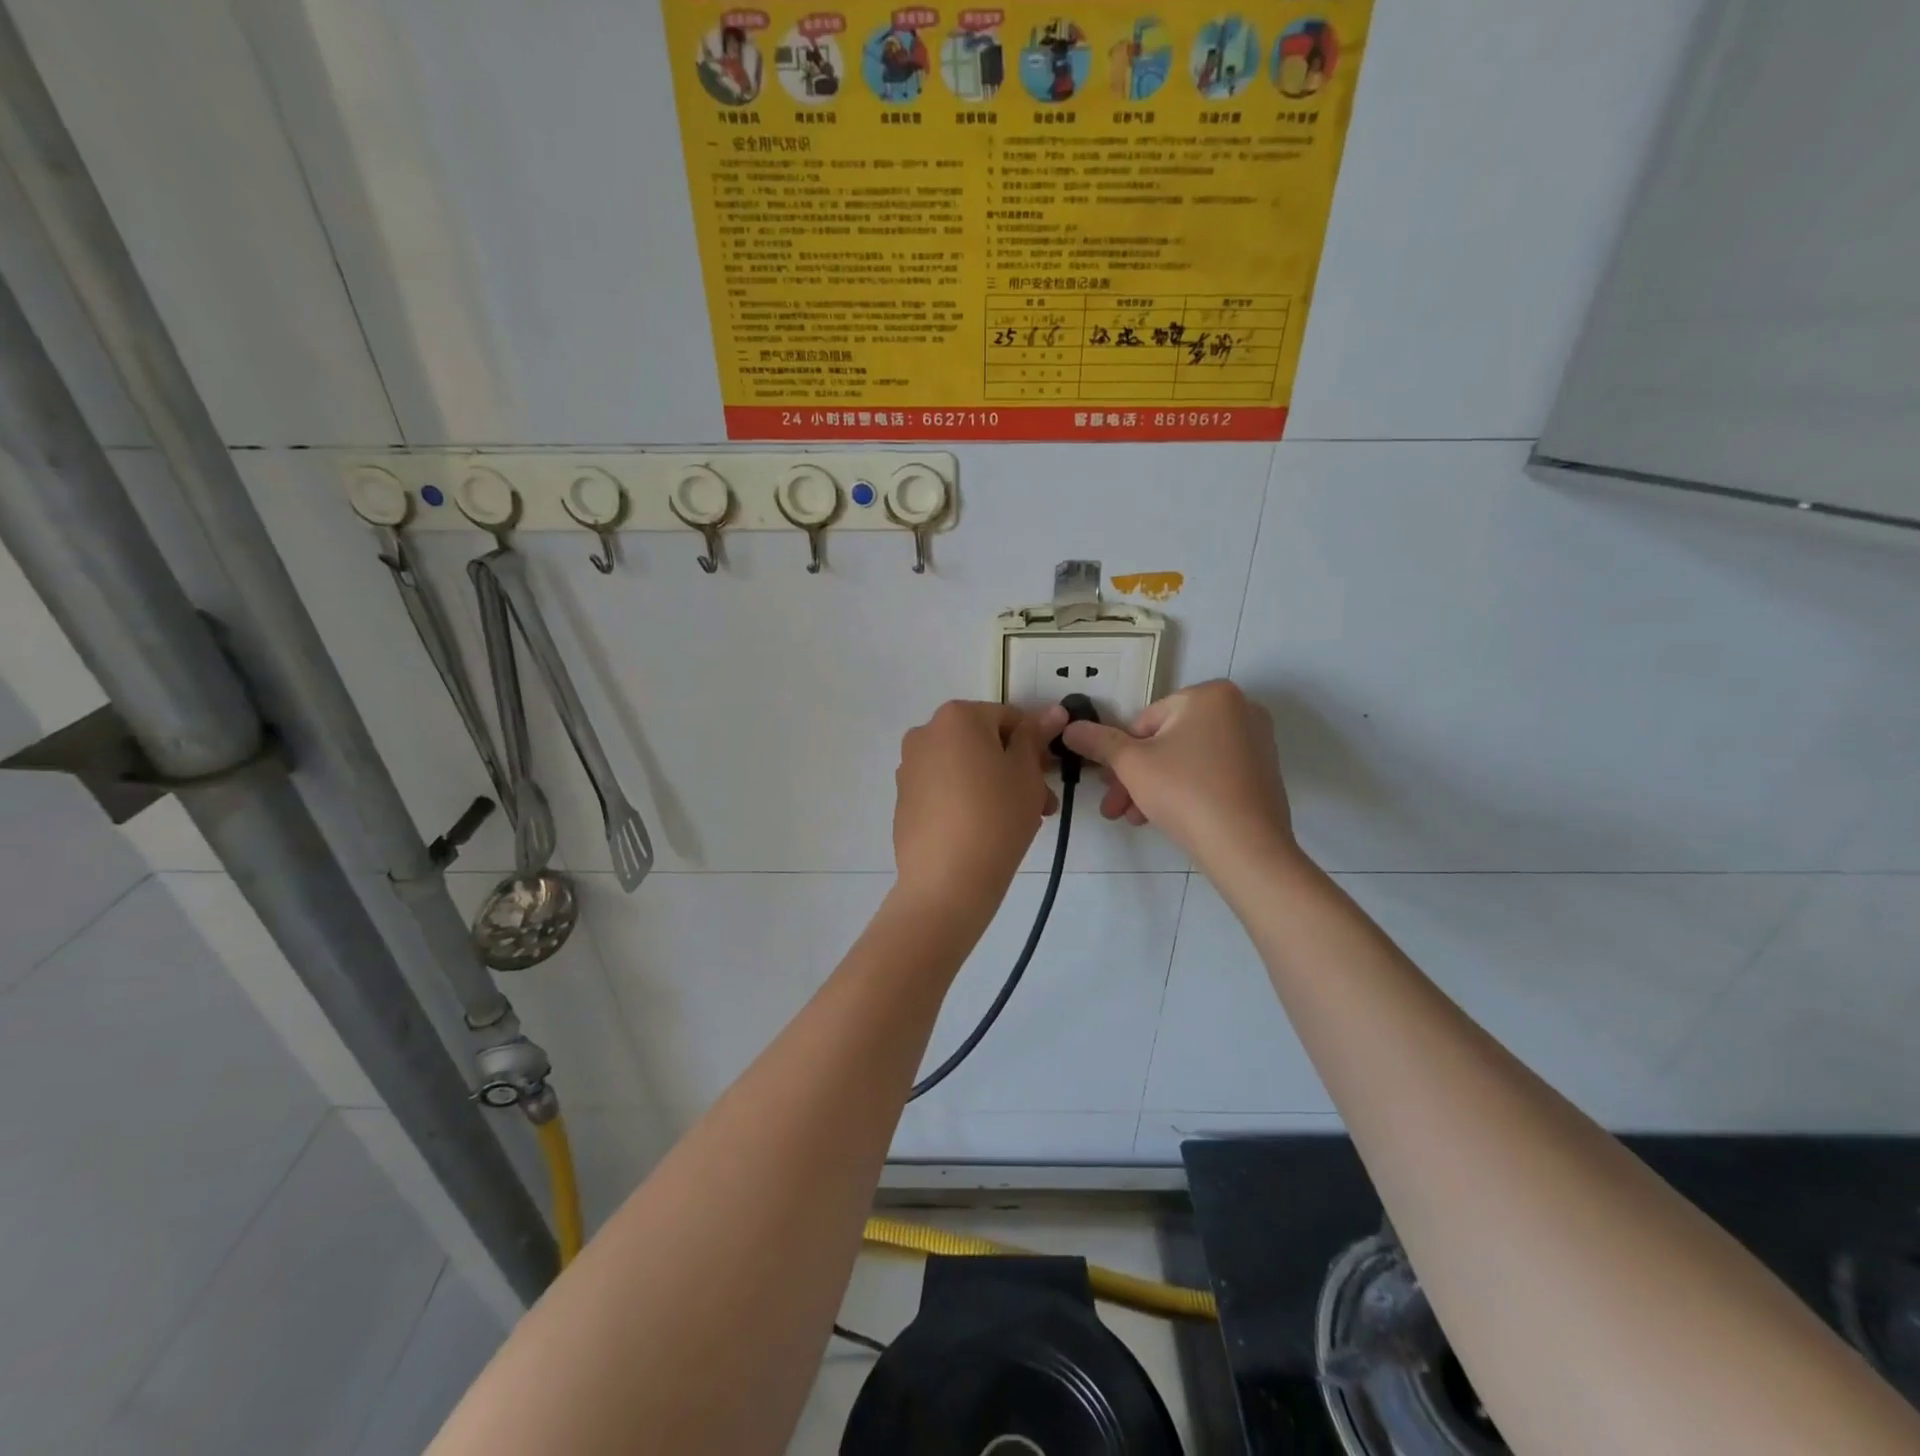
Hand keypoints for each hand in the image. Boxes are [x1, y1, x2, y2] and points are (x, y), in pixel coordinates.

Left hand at [893, 701, 1066, 922]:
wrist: (947, 880)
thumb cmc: (996, 815)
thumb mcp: (1026, 772)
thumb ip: (1035, 737)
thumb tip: (1053, 711)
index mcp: (956, 717)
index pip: (1008, 718)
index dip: (1035, 744)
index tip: (1049, 775)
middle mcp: (925, 734)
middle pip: (983, 743)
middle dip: (1014, 768)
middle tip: (1040, 803)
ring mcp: (909, 768)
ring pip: (964, 768)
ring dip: (994, 786)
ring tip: (1018, 822)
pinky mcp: (904, 801)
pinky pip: (944, 790)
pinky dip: (966, 801)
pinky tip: (985, 832)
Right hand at [1061, 680, 1297, 872]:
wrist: (1247, 848)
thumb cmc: (1185, 792)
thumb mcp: (1131, 765)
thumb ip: (1099, 742)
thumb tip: (1070, 727)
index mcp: (1211, 694)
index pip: (1146, 721)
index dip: (1122, 754)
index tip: (1109, 785)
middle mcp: (1240, 709)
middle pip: (1167, 740)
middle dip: (1136, 775)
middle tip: (1115, 807)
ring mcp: (1257, 741)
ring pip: (1187, 760)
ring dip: (1155, 787)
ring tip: (1136, 819)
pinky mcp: (1264, 773)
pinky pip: (1212, 774)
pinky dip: (1188, 791)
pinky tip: (1169, 819)